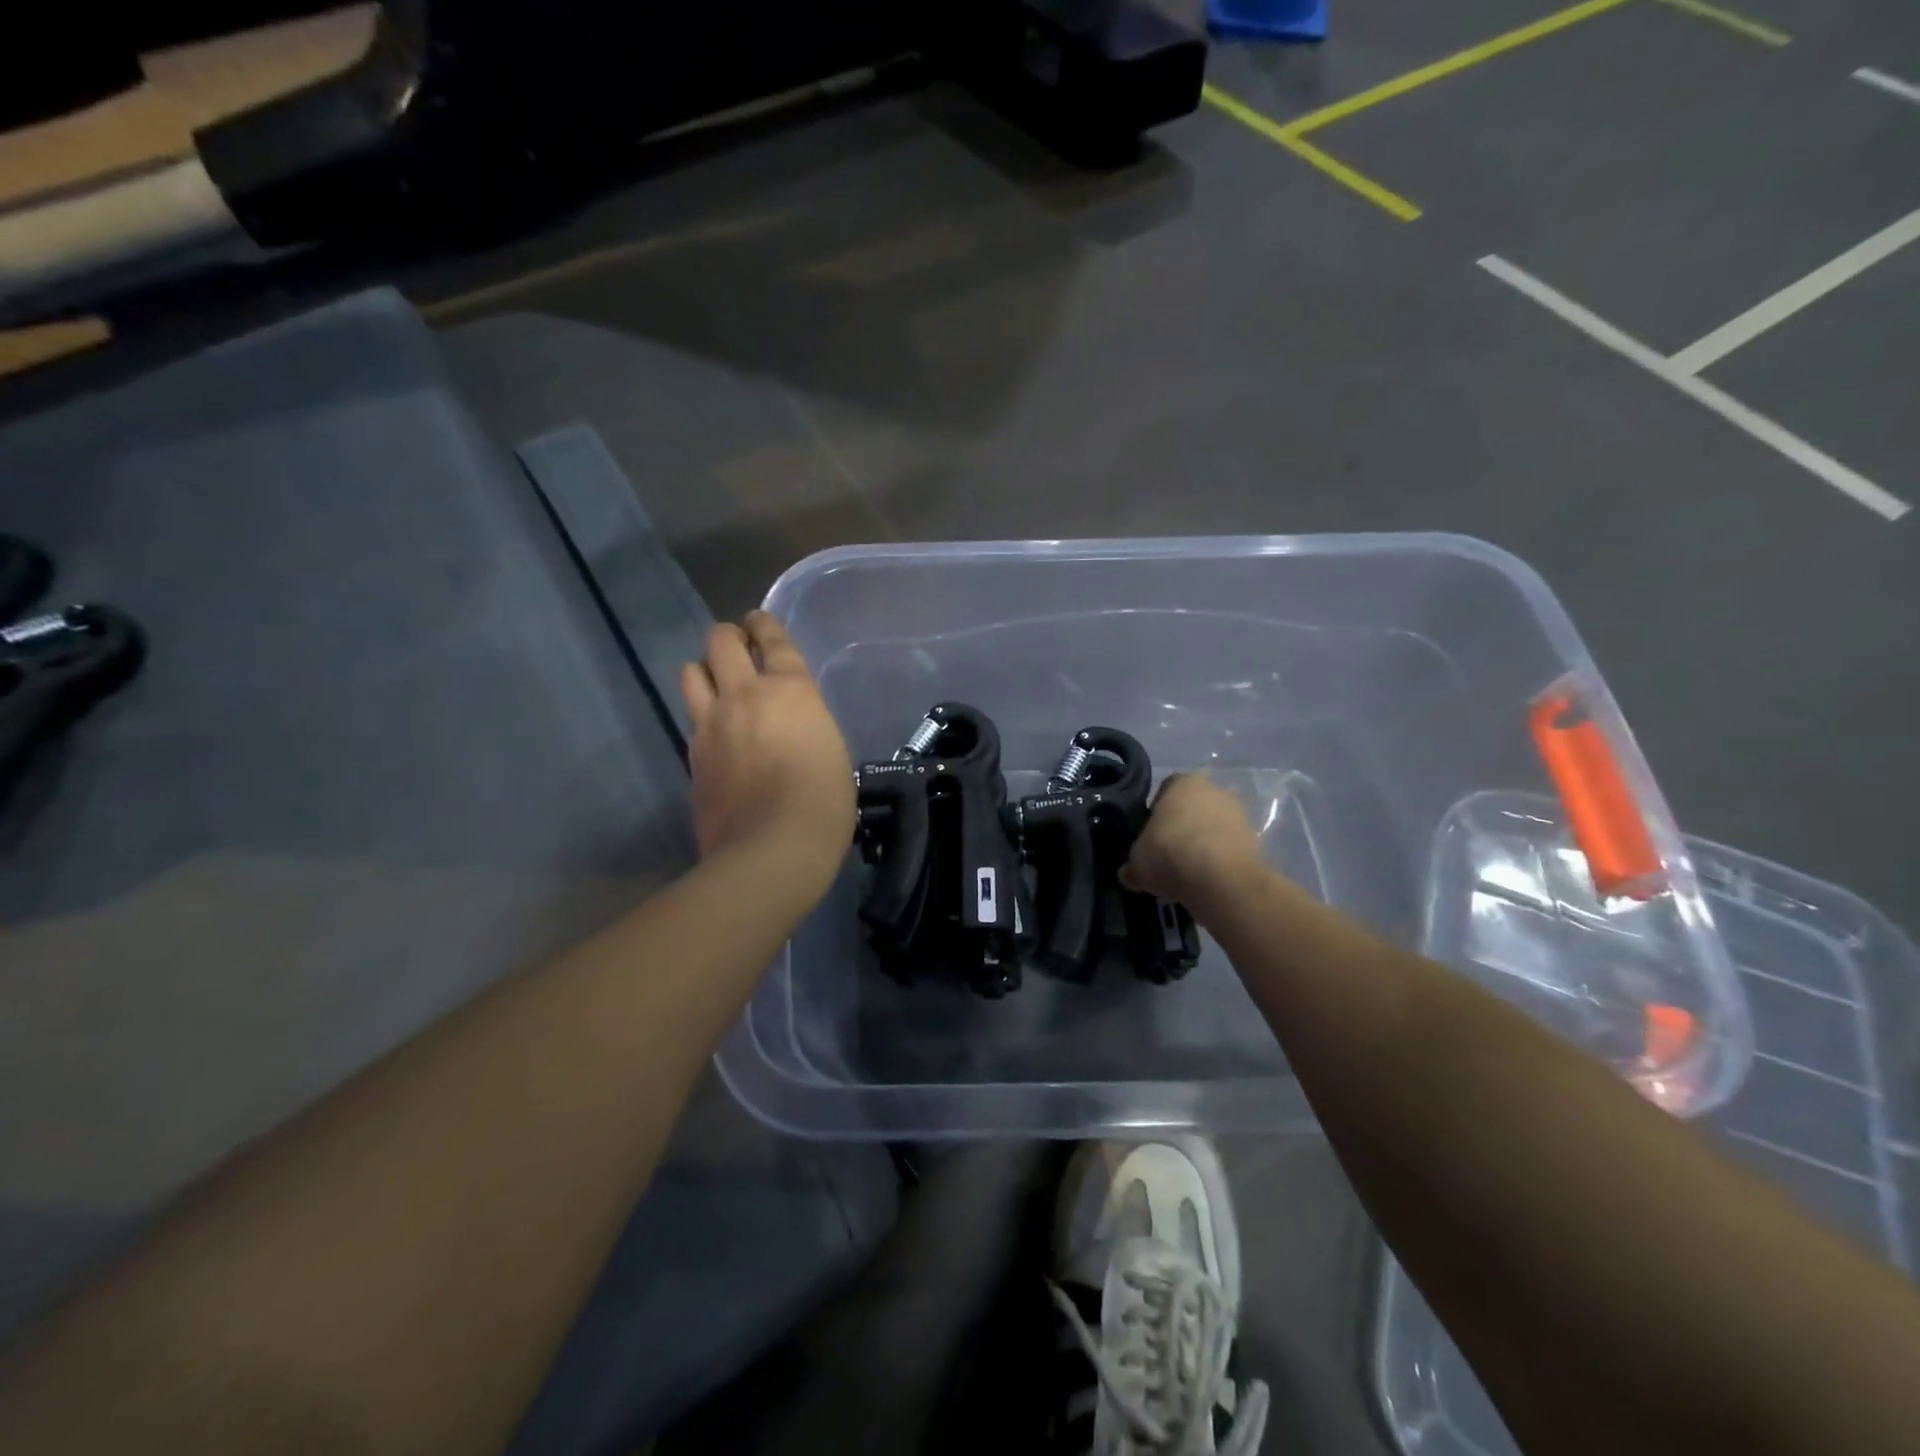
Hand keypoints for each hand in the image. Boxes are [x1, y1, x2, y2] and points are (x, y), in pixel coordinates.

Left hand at [680, 613, 854, 879]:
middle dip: (727, 636)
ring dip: (704, 669)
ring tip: (716, 684)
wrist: (773, 847)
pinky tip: (714, 731)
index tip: (758, 620)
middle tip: (736, 647)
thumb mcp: (831, 750)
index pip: (773, 640)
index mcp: (791, 690)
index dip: (764, 625)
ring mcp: (711, 724)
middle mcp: (745, 695)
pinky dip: (701, 715)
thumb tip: (792, 727)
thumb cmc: (824, 801)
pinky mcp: (692, 755)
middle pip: (720, 641)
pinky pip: (691, 718)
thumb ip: (806, 725)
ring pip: (690, 671)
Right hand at [1121, 774, 1265, 917]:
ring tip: (1188, 873)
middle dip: (1182, 827)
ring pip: (1213, 828)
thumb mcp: (1136, 862)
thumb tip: (1129, 873)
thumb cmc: (1170, 854)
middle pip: (1192, 808)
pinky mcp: (1255, 841)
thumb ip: (1133, 863)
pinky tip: (1207, 881)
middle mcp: (1214, 790)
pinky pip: (1229, 849)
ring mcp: (1239, 814)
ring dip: (1203, 845)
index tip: (1150, 837)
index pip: (1165, 790)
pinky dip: (1219, 861)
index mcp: (1182, 782)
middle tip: (1168, 854)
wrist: (1221, 880)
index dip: (1155, 814)